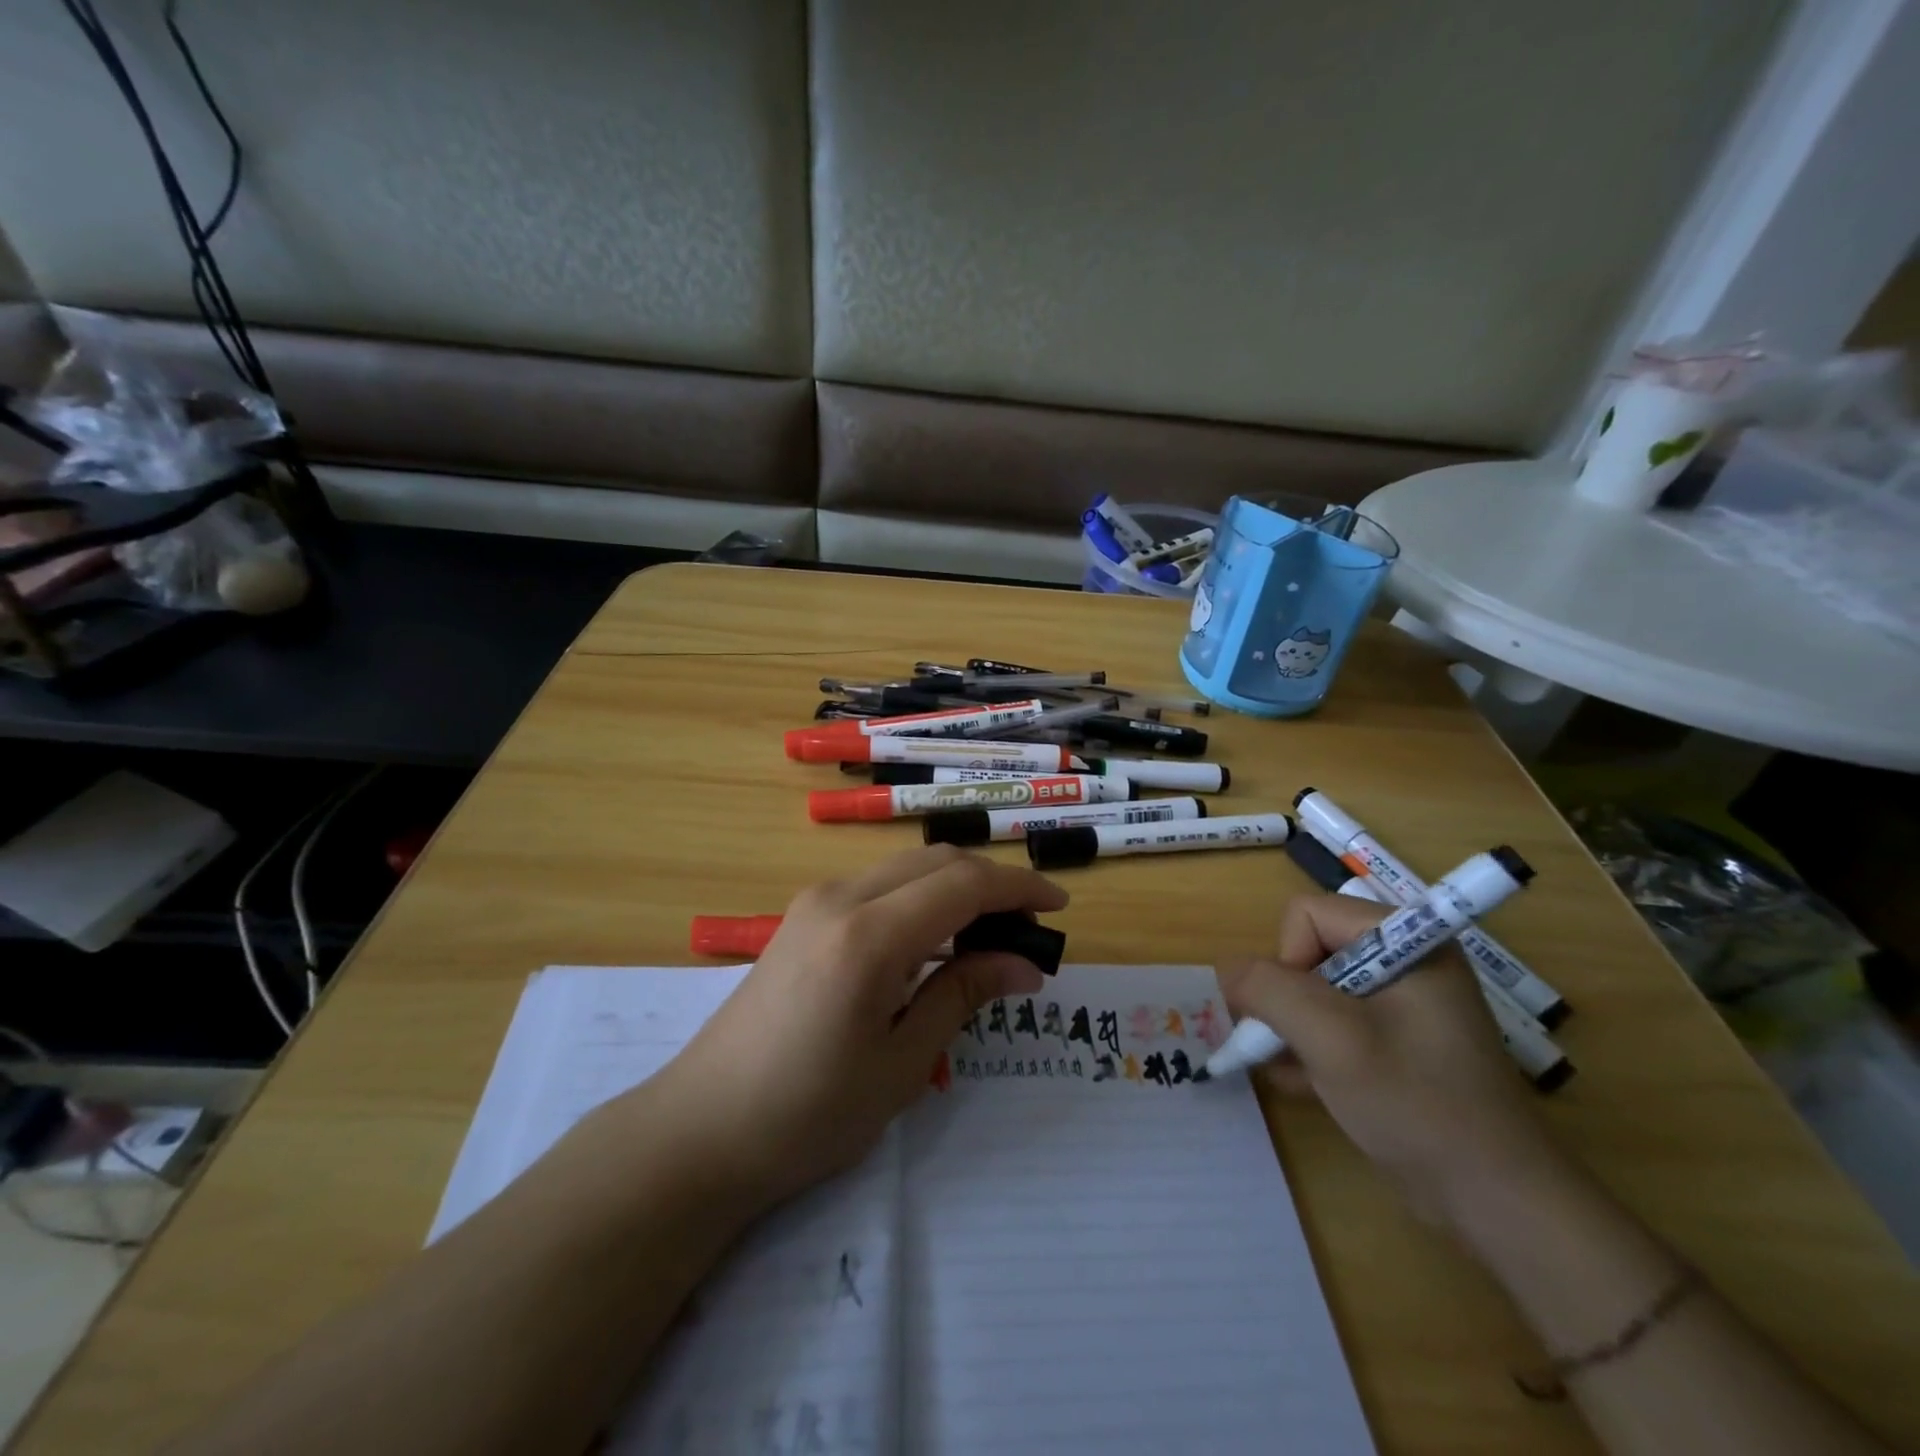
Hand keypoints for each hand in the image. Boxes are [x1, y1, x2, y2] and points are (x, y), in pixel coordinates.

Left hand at [637, 846, 1068, 1208]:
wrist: (702, 1128)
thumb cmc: (808, 1113)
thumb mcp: (901, 1064)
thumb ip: (963, 996)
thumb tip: (1024, 964)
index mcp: (869, 935)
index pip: (963, 884)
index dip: (1018, 889)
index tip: (1058, 909)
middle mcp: (841, 898)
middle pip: (936, 862)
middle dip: (991, 883)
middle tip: (1027, 929)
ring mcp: (815, 902)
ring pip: (906, 869)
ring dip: (955, 888)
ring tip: (989, 938)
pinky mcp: (802, 917)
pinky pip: (878, 887)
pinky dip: (920, 899)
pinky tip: (934, 943)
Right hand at [1219, 894, 1569, 1227]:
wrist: (1496, 1202)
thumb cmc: (1416, 1103)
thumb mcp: (1331, 1038)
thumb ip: (1268, 990)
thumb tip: (1226, 970)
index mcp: (1406, 942)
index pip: (1308, 916)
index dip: (1287, 960)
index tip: (1300, 1018)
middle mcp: (1404, 963)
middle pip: (1308, 953)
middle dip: (1286, 1001)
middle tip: (1288, 1047)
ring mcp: (1402, 1006)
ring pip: (1313, 992)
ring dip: (1291, 1028)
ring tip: (1292, 1070)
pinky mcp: (1397, 1044)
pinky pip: (1333, 1025)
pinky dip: (1309, 1048)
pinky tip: (1301, 1084)